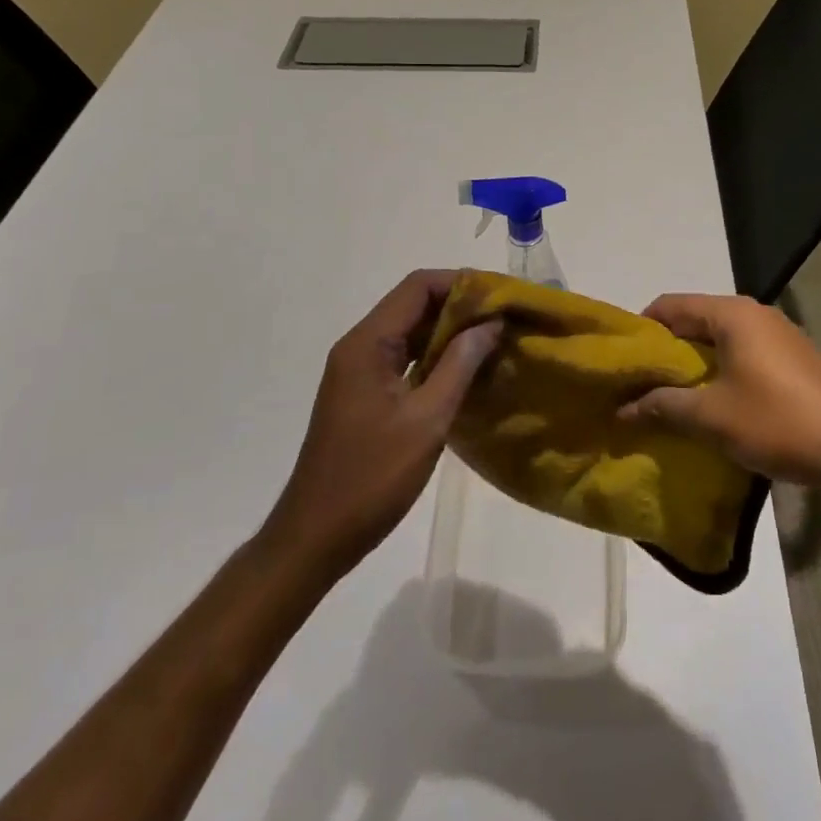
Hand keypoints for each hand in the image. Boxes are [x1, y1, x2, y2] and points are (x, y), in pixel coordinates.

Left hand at [268, 270, 500, 580]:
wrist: (315, 537)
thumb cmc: (371, 478)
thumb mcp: (427, 420)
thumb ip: (460, 365)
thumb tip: (491, 323)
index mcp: (367, 344)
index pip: (417, 287)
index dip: (460, 283)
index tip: (500, 296)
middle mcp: (359, 347)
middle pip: (413, 305)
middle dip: (460, 305)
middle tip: (504, 319)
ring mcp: (359, 371)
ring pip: (410, 331)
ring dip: (450, 332)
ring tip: (494, 341)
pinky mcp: (364, 393)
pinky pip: (404, 358)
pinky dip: (435, 356)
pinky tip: (466, 371)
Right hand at [618, 293, 820, 487]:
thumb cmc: (778, 422)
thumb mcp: (712, 417)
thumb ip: (663, 406)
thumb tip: (623, 408)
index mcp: (731, 314)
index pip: (670, 305)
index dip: (642, 330)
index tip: (624, 361)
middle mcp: (755, 312)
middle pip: (695, 319)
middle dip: (667, 349)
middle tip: (644, 383)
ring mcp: (780, 333)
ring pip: (721, 337)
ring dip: (696, 362)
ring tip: (676, 396)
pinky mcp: (796, 357)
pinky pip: (745, 352)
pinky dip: (723, 369)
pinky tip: (718, 402)